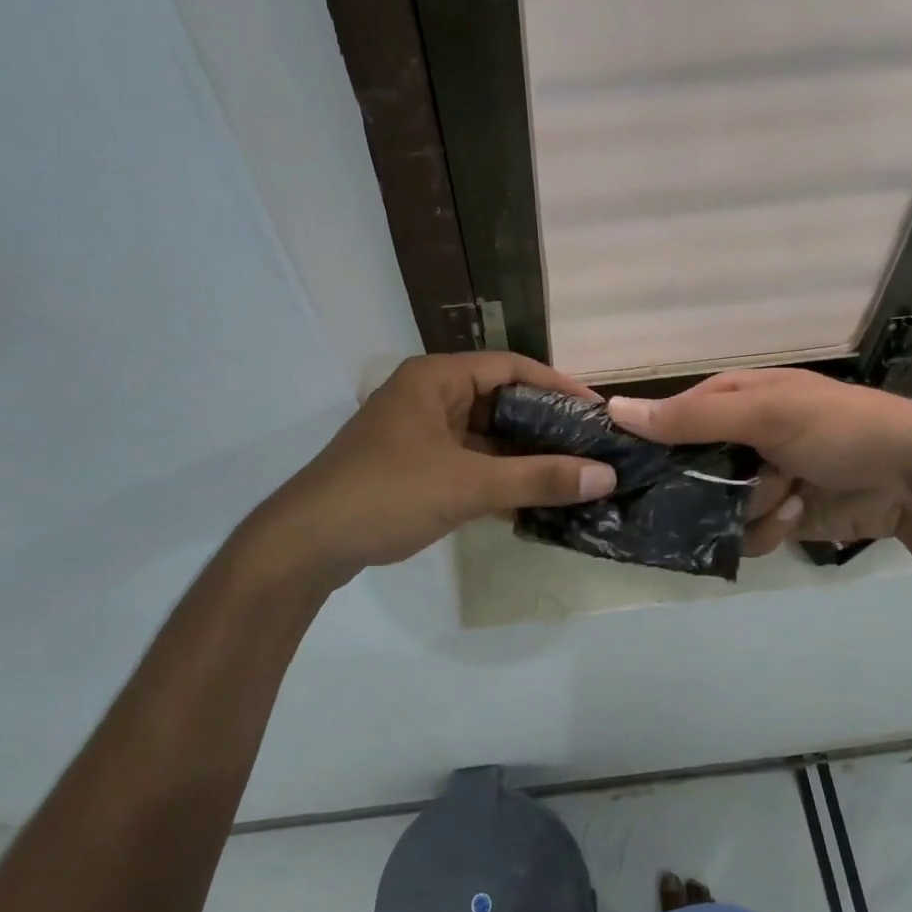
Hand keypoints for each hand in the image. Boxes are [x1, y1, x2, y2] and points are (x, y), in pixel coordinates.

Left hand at [246, 353, 618, 587]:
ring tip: (572, 475)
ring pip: (485, 436)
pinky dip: (498, 478)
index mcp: (435, 379)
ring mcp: (419, 434)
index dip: (558, 386)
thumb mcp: (468, 485)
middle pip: (500, 400)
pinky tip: (532, 501)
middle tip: (591, 447)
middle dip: (544, 425)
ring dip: (523, 456)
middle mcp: (428, 397)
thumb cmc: (387, 494)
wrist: (306, 545)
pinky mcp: (414, 467)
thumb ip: (537, 479)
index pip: (510, 367)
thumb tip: (605, 475)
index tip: (597, 411)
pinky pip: (468, 463)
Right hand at [607, 367, 911, 555]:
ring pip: (712, 510)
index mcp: (728, 401)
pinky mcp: (772, 517)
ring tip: (787, 492)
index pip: (665, 421)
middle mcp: (734, 439)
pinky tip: (798, 510)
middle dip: (707, 485)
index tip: (627, 471)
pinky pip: (742, 535)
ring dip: (749, 507)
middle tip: (724, 487)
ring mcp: (753, 480)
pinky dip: (769, 528)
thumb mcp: (767, 413)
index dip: (648, 444)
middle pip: (685, 472)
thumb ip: (693, 417)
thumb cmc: (840, 428)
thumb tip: (615, 410)